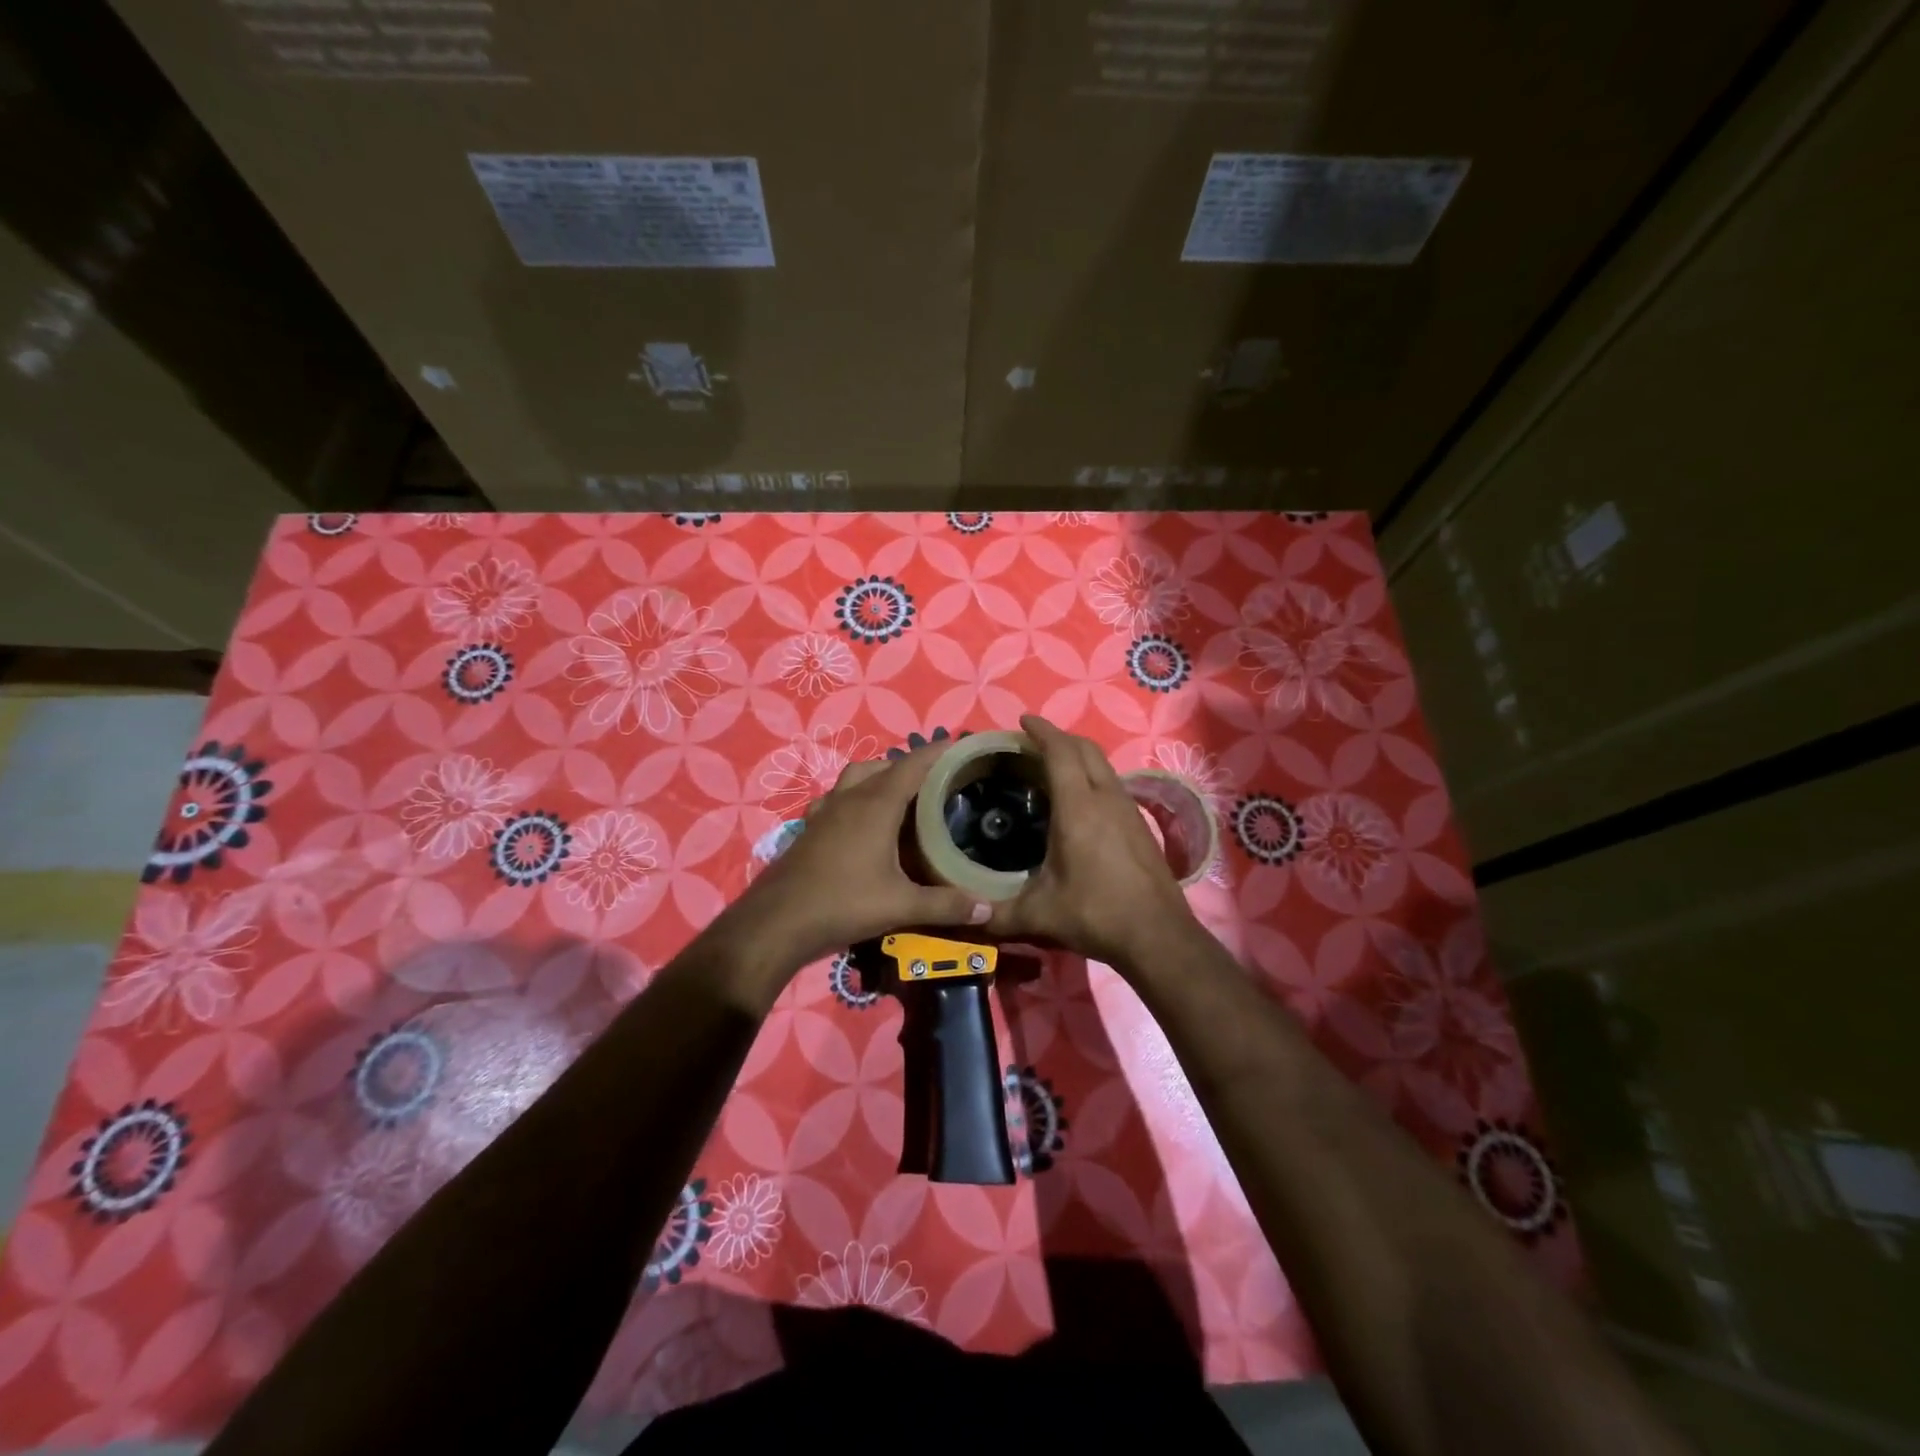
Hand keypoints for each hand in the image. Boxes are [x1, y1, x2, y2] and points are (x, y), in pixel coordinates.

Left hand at [713, 741, 992, 983]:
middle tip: (938, 780)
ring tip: (903, 796)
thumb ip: (946, 905)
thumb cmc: (843, 903)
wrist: (777, 922)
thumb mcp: (901, 906)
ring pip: (856, 777)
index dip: (937, 752)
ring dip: (880, 776)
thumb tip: (987, 909)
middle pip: (884, 766)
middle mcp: (850, 799)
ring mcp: (826, 811)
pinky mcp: (811, 828)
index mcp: (876, 805)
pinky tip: (862, 822)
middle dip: (912, 765)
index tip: (960, 746)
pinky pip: (838, 798)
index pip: (912, 765)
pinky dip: (855, 797)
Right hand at [984, 715, 1196, 967]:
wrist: (1158, 936)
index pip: (1060, 752)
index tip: (1023, 721)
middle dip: (1059, 737)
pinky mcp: (1140, 825)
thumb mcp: (1038, 915)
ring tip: (1053, 766)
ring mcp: (1128, 809)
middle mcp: (1106, 798)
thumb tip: (965, 914)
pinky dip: (1092, 776)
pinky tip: (1081, 800)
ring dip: (1079, 755)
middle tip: (1033, 743)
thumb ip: (996, 914)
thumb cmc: (1095, 914)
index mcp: (1078, 808)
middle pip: (1085, 749)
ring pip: (1103, 765)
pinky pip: (1113, 784)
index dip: (1042, 731)